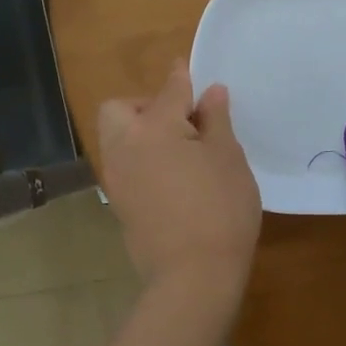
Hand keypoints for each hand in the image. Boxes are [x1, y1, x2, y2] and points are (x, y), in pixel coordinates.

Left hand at [97, 62, 261, 300]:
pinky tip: (170, 175)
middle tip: (181, 121)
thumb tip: (210, 92)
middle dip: (145, 104)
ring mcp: (117, 177)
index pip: (170, 90)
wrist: (193, 276)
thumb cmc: (220, 208)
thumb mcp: (228, 157)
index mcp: (155, 128)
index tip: (189, 69)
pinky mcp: (118, 203)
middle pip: (120, 109)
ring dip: (139, 131)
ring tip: (178, 148)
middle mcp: (126, 146)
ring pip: (117, 137)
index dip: (183, 77)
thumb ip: (216, 120)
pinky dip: (139, 158)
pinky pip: (123, 164)